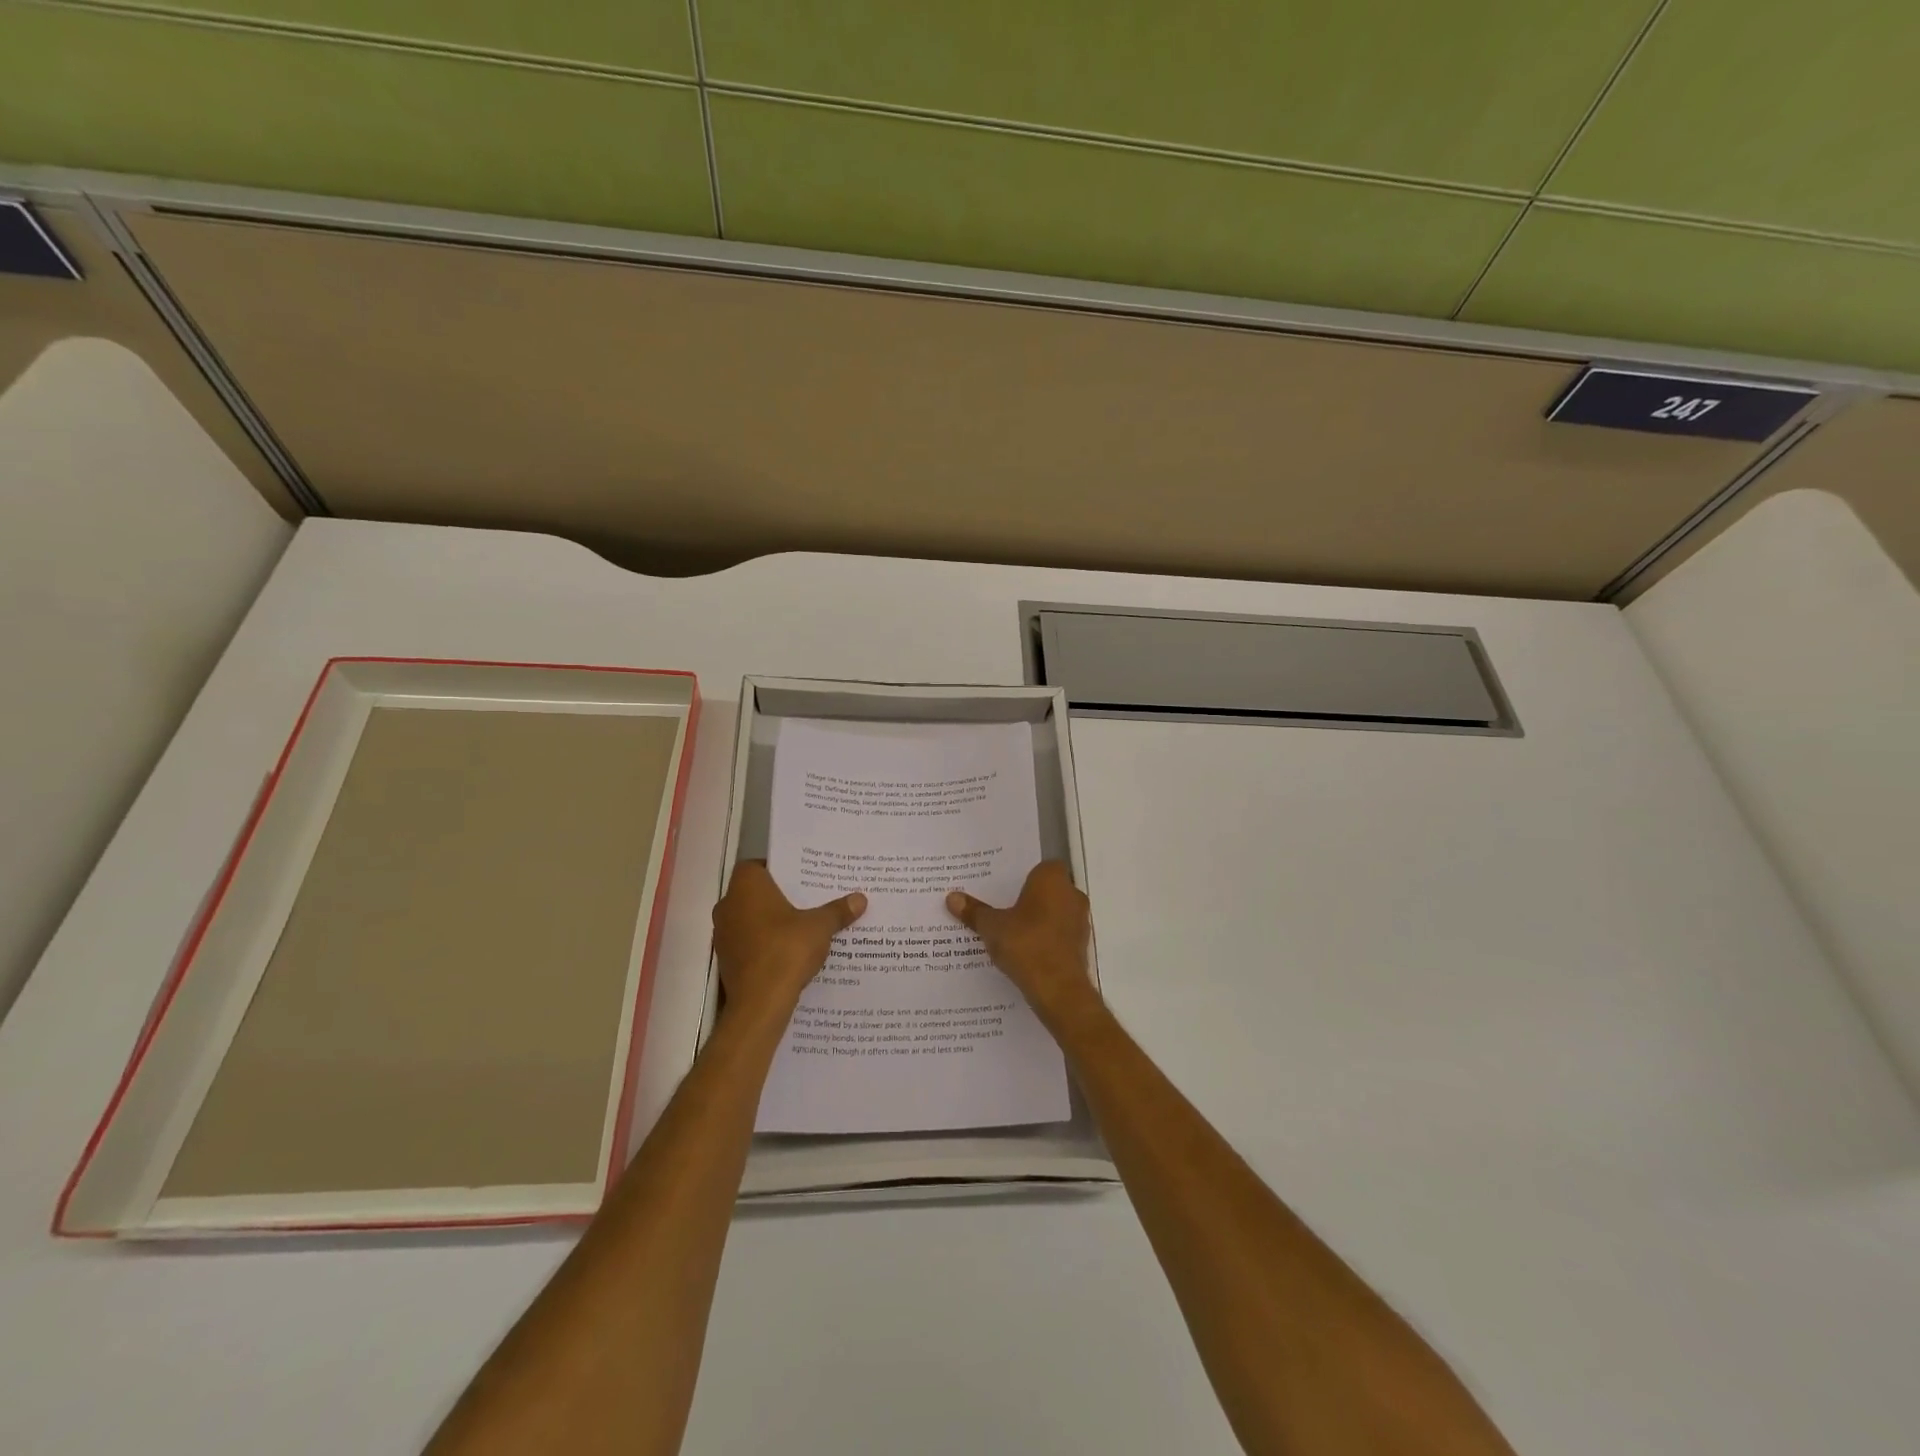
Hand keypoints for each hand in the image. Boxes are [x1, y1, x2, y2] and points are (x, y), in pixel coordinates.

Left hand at [713, 861, 865, 1018]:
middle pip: (755, 893)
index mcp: (746, 887)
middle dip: (779, 896)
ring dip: (771, 922)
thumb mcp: (820, 927)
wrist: (759, 1003)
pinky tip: (790, 952)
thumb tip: (860, 899)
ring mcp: (723, 934)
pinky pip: (749, 942)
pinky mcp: (727, 960)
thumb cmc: (786, 950)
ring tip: (803, 926)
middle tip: (809, 899)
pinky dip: (765, 943)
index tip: (801, 877)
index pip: (757, 866)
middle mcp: (728, 905)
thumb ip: (837, 911)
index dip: (778, 869)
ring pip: (751, 919)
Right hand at [947, 861, 1097, 1026]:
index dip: (1024, 876)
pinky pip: (1059, 935)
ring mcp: (1080, 921)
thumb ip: (974, 911)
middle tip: (1001, 908)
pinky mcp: (1081, 946)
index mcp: (1052, 879)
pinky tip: (1024, 952)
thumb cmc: (1025, 944)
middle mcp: (1072, 894)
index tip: (1004, 888)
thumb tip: (952, 897)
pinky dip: (1045, 940)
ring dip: (1038, 920)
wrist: (1058, 989)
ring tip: (1010, 932)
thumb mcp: (991, 927)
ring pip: (1055, 913)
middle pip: (1048, 890)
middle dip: (1029, 899)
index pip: (1041, 867)